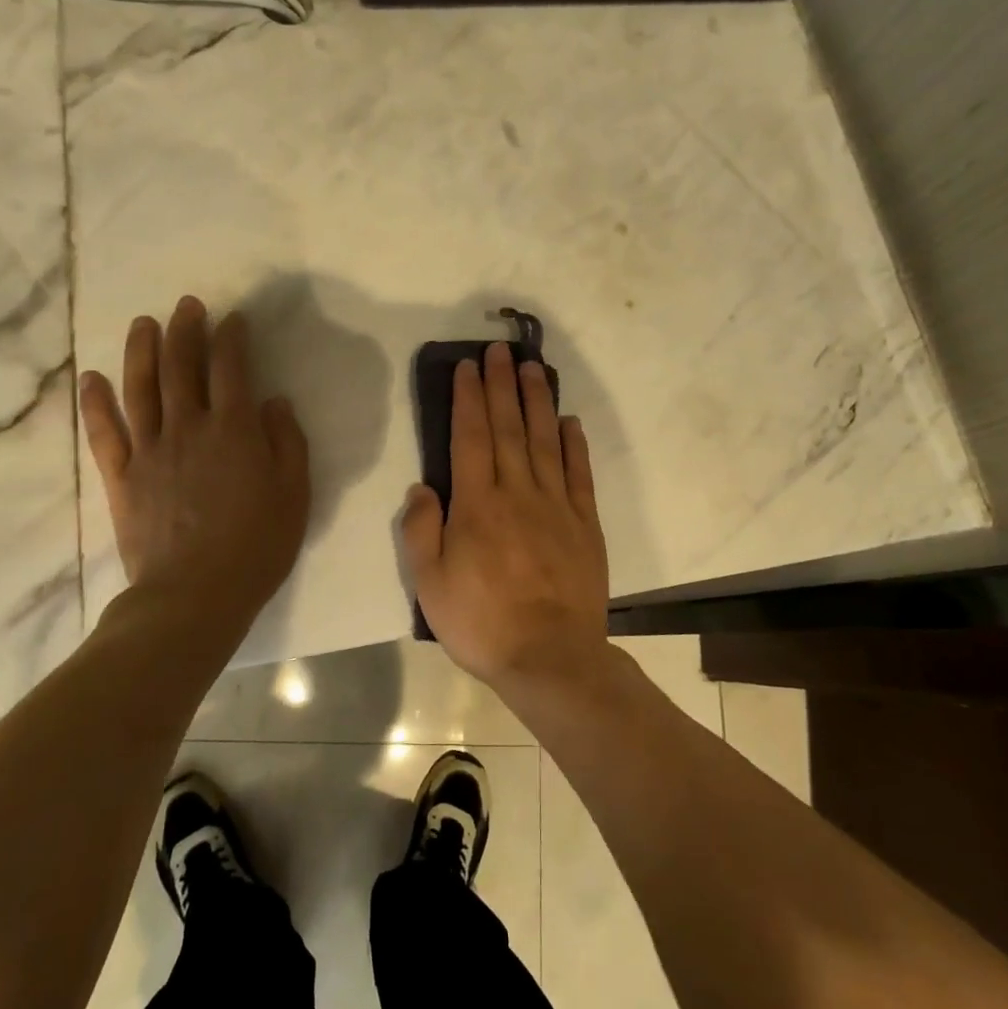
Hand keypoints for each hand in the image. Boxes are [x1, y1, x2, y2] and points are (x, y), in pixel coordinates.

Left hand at [79, 296, 309, 634]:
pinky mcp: (122, 476)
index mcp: (234, 430)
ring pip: (141, 388)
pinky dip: (96, 403)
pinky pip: (104, 432)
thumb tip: (273, 402)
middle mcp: (189, 427)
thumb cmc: (256, 546)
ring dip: (141, 350)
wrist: (194, 596)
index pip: (231, 368)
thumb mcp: (295, 494)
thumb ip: (287, 442)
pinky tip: (91, 378)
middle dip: (186, 330)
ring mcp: (149, 450)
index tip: (233, 319)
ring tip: (143, 323)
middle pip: (182, 366)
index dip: (232, 337)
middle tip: (188, 305)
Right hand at [401, 342, 610, 690]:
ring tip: (533, 368)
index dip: (468, 398)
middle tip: (499, 350)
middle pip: (508, 428)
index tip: (468, 367)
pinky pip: (580, 474)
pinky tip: (570, 421)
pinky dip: (575, 444)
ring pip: (545, 441)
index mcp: (478, 504)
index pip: (470, 437)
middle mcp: (518, 492)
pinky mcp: (585, 523)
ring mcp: (556, 505)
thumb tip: (422, 486)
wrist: (550, 658)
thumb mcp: (430, 584)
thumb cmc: (482, 623)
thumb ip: (422, 530)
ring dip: (537, 401)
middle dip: (501, 385)